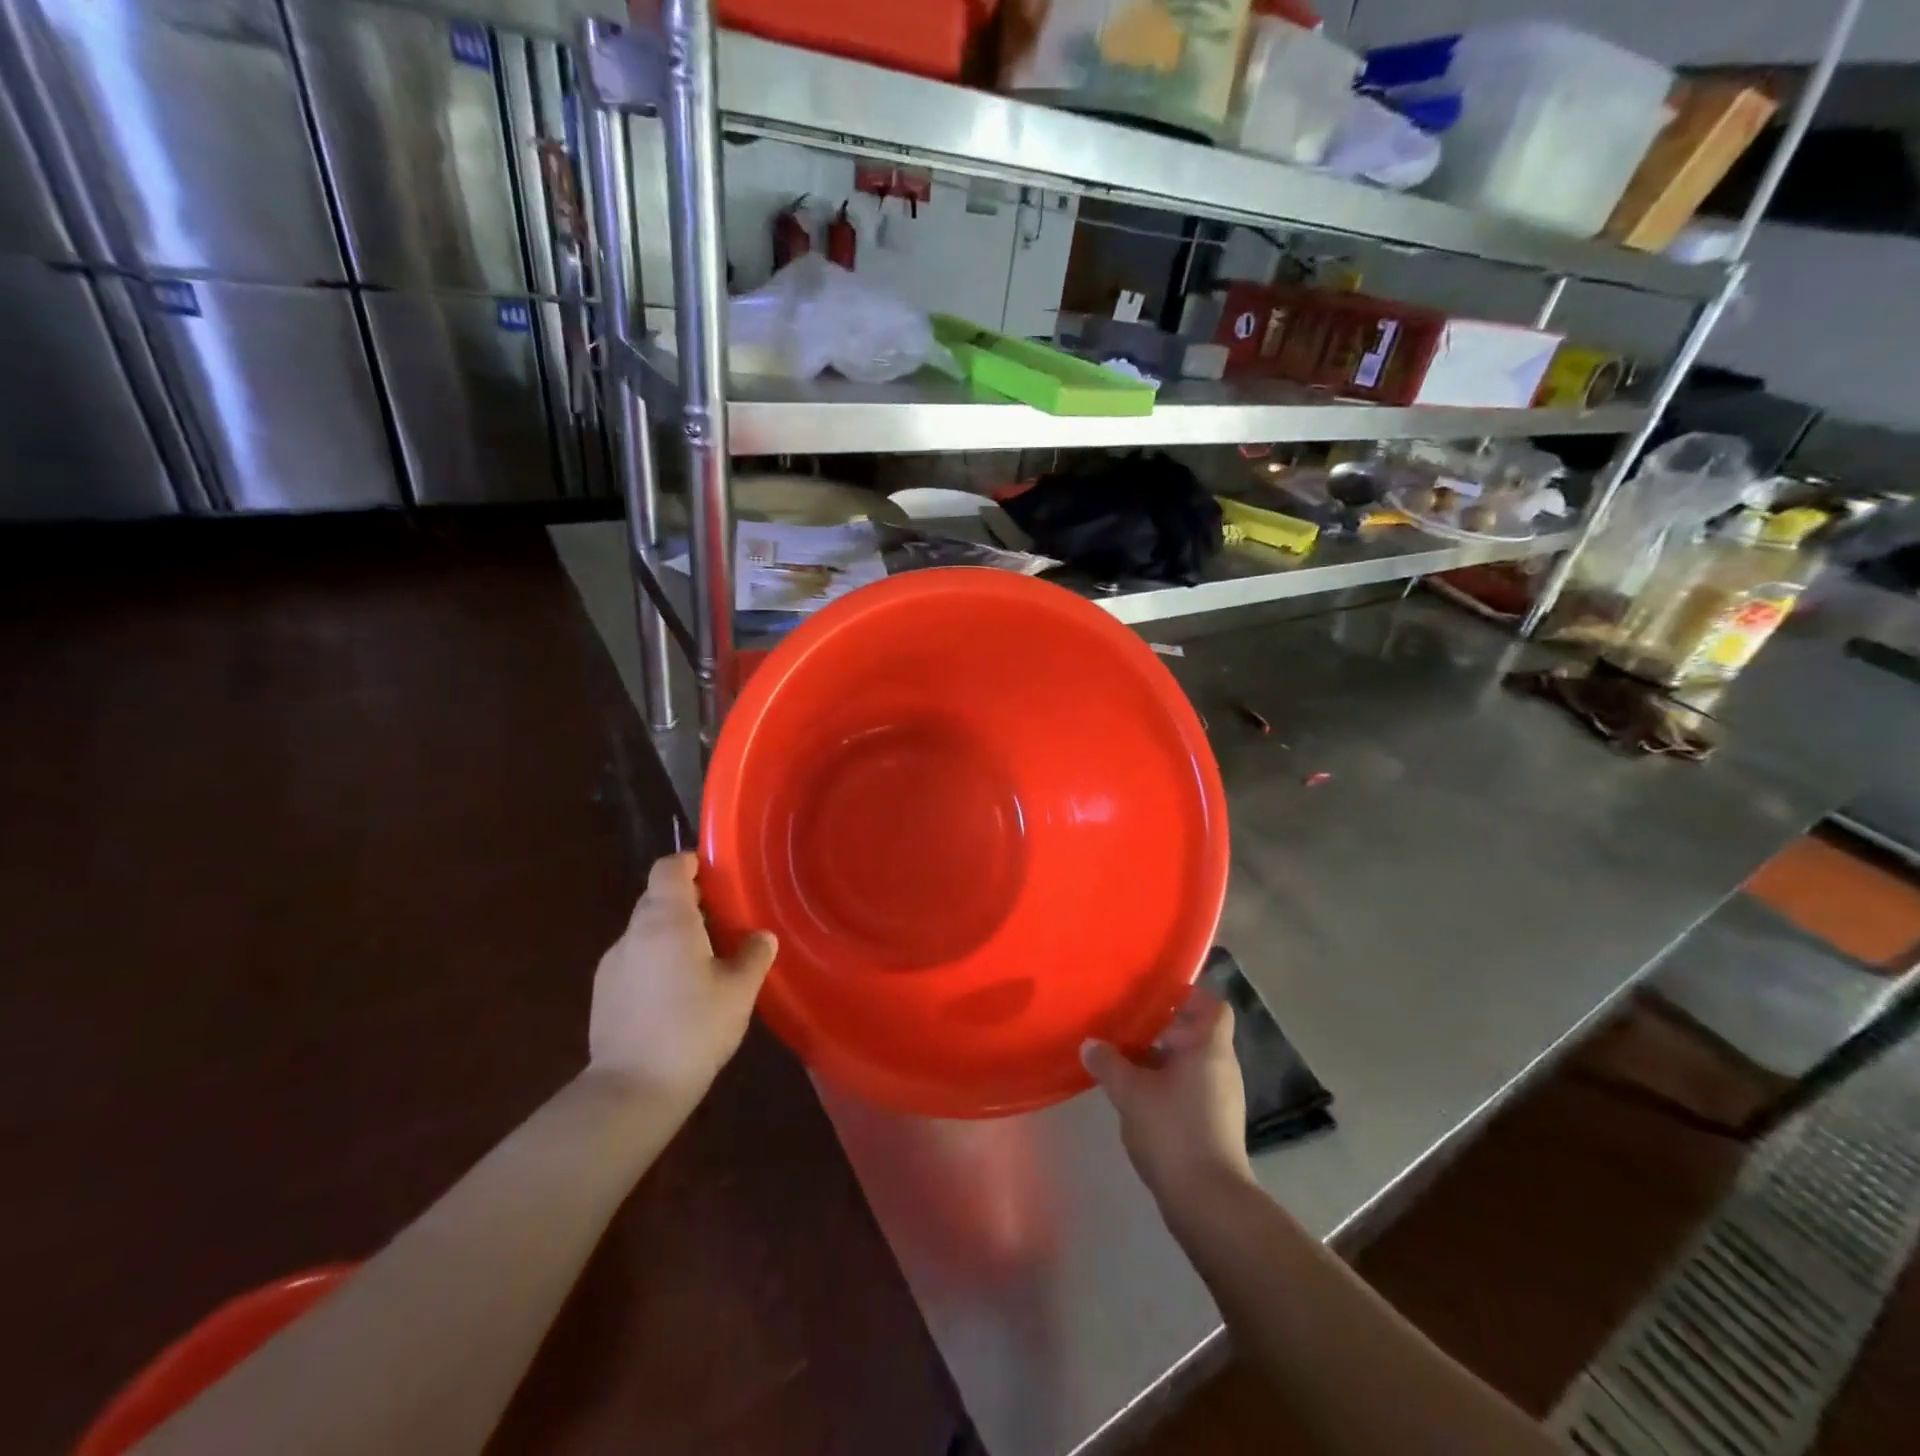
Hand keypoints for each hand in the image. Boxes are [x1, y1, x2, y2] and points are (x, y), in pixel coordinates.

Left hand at [587, 853, 777, 1112]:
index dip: (691, 863)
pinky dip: (656, 962)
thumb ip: (754, 955)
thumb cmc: (693, 1029)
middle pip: (657, 898)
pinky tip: (677, 995)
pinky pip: (635, 960)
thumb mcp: (739, 991)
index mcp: (666, 920)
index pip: (669, 868)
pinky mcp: (603, 993)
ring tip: (704, 961)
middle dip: (689, 902)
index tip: (716, 875)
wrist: (632, 1091)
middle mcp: (634, 933)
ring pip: (646, 931)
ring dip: (672, 934)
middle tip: (723, 921)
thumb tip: (761, 937)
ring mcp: (613, 964)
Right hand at [1083, 986, 1253, 1202]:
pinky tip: (1136, 1095)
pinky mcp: (1213, 1124)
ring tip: (1123, 1057)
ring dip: (1160, 1058)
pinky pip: (1189, 1088)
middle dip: (1162, 1028)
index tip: (1155, 995)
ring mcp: (1221, 1098)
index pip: (1212, 1005)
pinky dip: (1165, 1084)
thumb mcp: (1131, 1092)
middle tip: (1125, 1023)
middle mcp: (1221, 1067)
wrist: (1209, 1202)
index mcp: (1209, 1048)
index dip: (1187, 996)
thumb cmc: (1174, 1131)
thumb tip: (1089, 1043)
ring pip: (1189, 1063)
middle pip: (1196, 1033)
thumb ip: (1108, 1063)